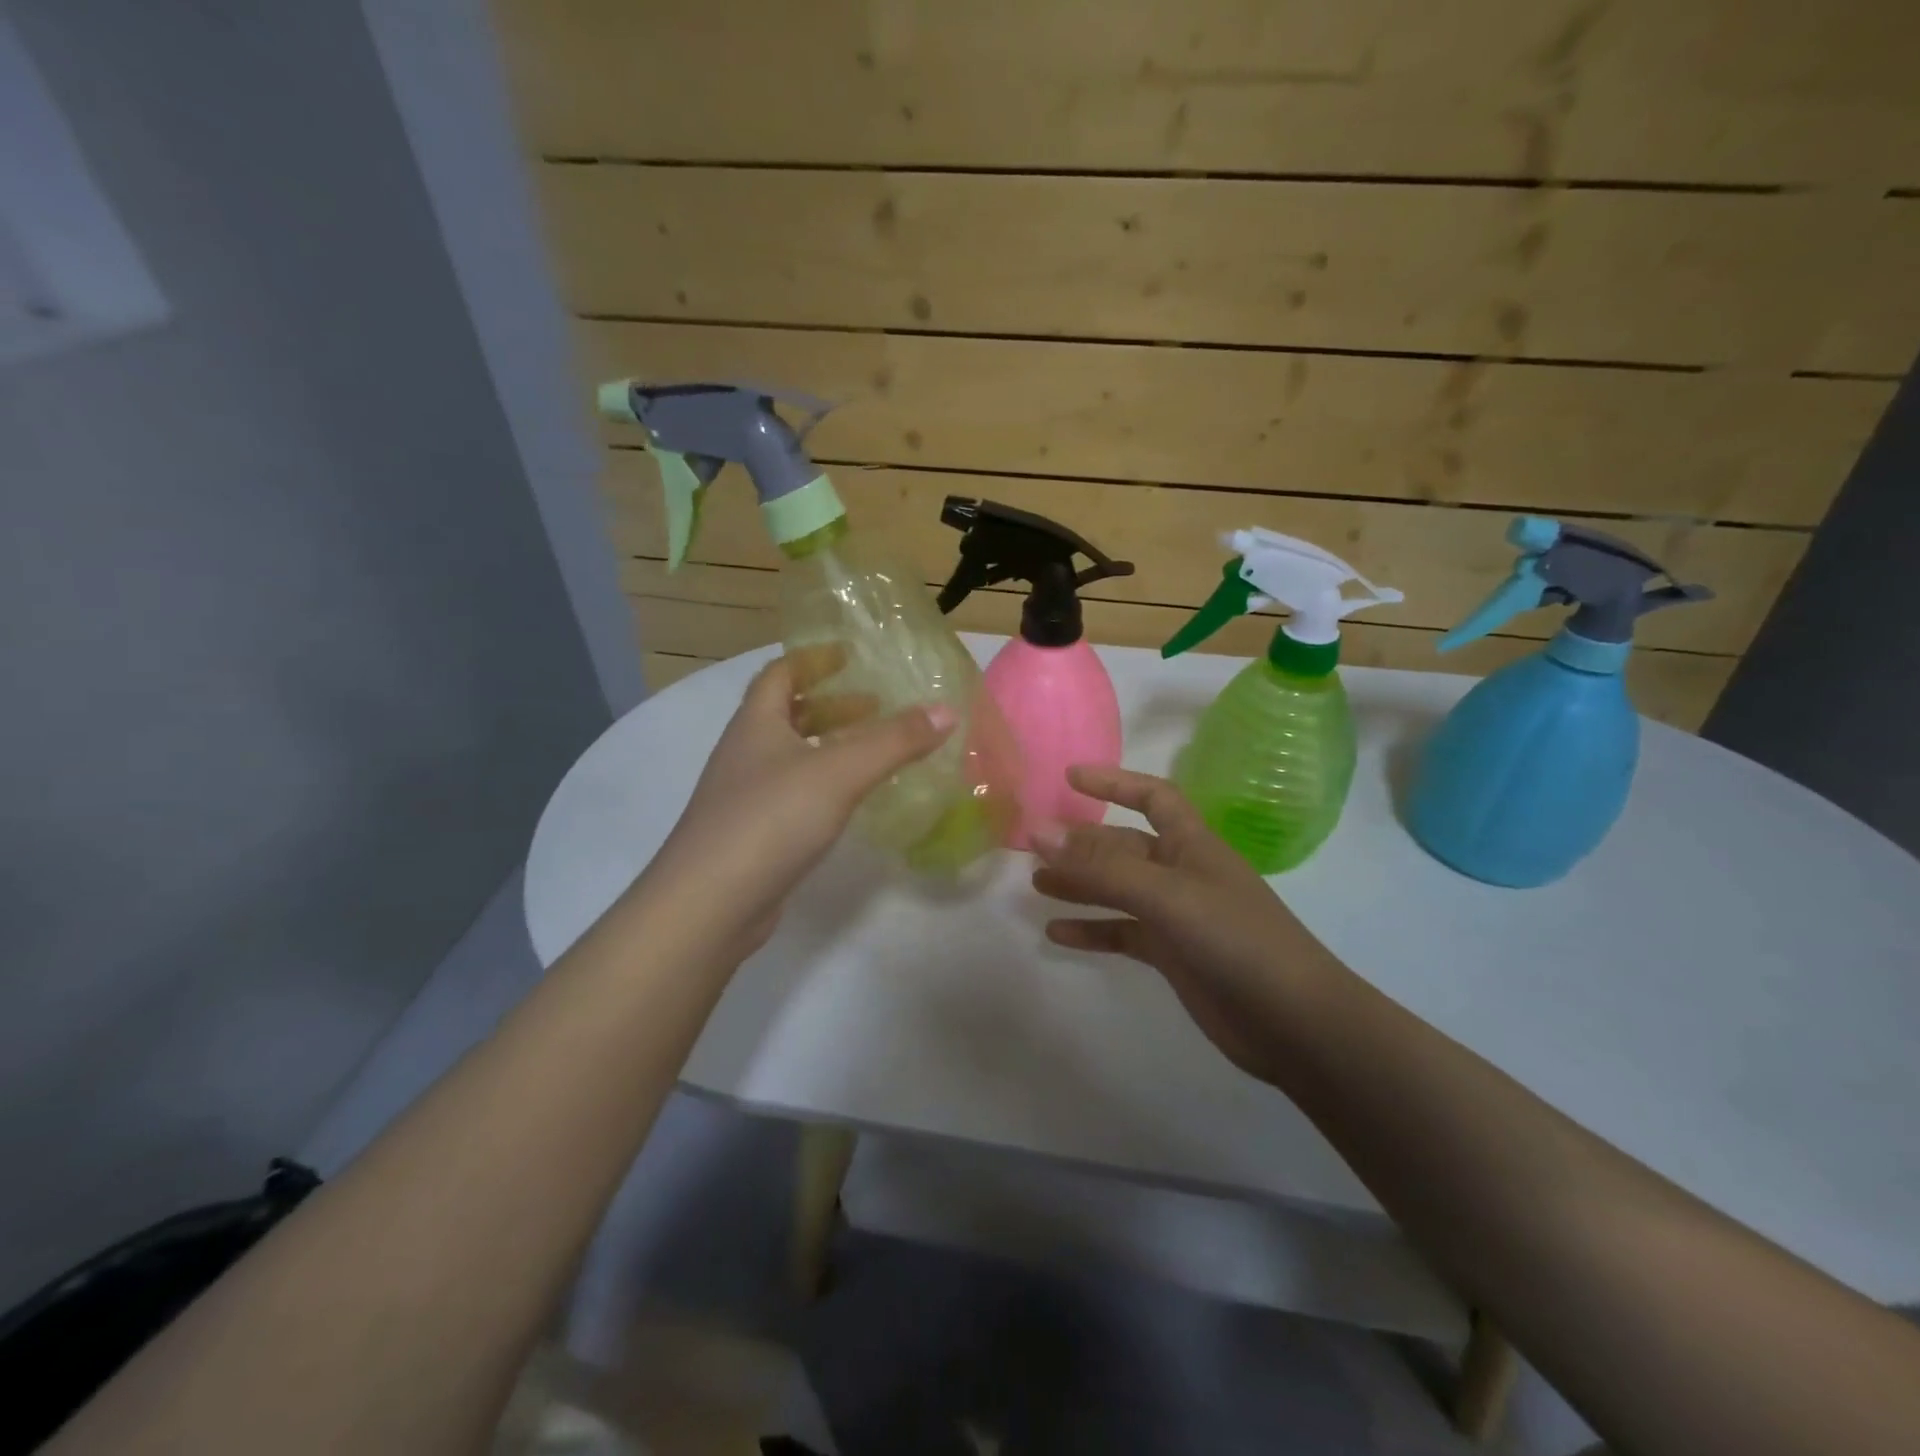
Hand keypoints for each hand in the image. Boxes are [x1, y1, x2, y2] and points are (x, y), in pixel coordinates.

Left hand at [649, 648, 953, 957]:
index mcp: (756, 724)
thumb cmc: (771, 820)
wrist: (709, 904)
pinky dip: (823, 784)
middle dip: (831, 705)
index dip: (813, 659)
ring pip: (791, 756)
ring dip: (828, 745)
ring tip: (872, 750)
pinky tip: (849, 800)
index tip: (850, 655)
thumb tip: (947, 710)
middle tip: (876, 705)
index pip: (780, 674)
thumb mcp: (839, 772)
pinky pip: (793, 793)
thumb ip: (894, 741)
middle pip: (787, 714)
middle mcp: (745, 753)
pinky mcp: (753, 835)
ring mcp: (745, 797)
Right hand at [1030, 765, 1343, 1081]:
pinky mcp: (1173, 956)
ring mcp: (1178, 916)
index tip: (1070, 777)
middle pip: (1125, 847)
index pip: (1153, 797)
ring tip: (1036, 884)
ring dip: (1081, 885)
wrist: (1294, 1023)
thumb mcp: (1167, 895)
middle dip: (1083, 843)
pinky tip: (1057, 934)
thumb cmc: (1236, 940)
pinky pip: (1123, 934)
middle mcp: (1183, 873)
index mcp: (1192, 845)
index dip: (1115, 782)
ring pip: (1119, 891)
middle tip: (1032, 846)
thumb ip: (1102, 867)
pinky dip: (1093, 930)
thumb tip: (1039, 832)